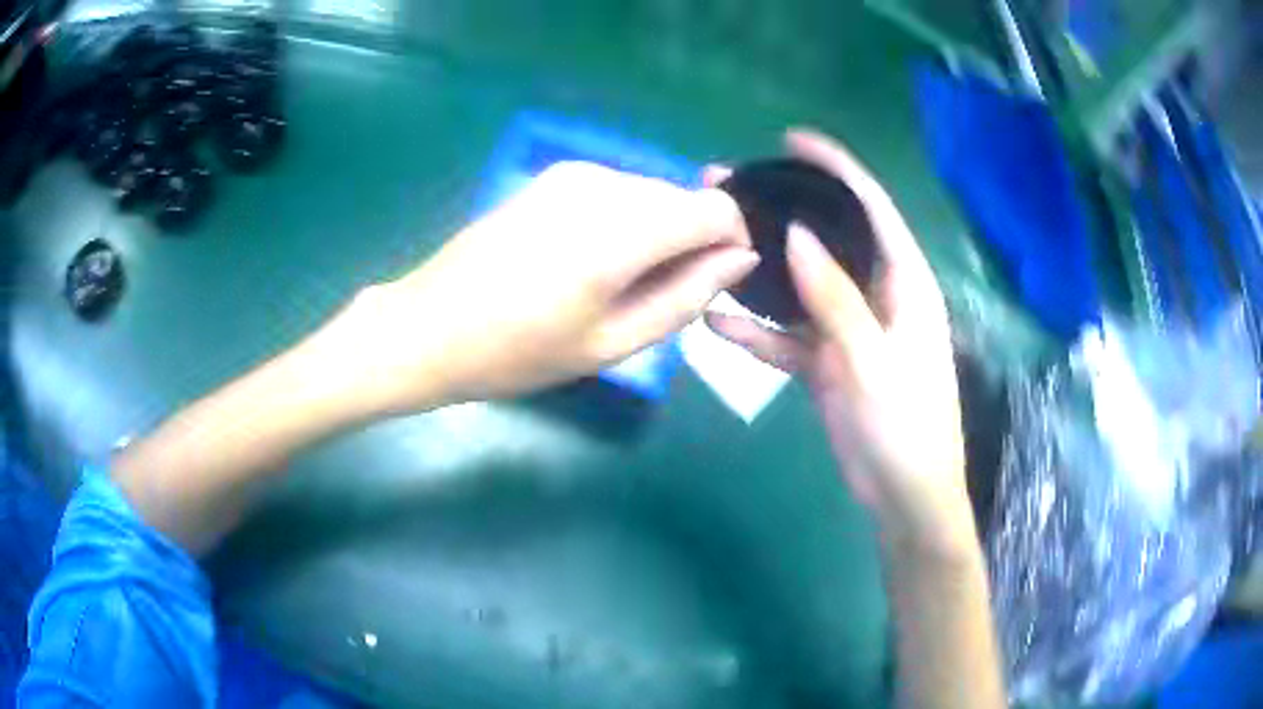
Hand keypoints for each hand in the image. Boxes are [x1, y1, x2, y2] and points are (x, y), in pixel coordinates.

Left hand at [341, 161, 754, 412]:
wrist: (428, 327)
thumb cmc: (516, 352)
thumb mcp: (611, 344)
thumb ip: (685, 296)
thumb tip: (740, 259)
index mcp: (618, 230)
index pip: (715, 208)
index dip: (731, 241)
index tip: (715, 281)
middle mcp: (601, 184)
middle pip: (684, 198)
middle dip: (692, 242)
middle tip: (655, 297)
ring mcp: (572, 173)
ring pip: (652, 194)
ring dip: (656, 233)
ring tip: (614, 285)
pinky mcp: (553, 175)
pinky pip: (618, 191)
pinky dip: (625, 222)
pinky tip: (587, 262)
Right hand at [706, 131, 972, 550]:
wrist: (903, 495)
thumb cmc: (907, 428)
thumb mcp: (874, 361)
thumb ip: (836, 299)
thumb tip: (798, 235)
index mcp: (905, 284)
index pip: (871, 208)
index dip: (836, 168)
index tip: (792, 140)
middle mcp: (876, 295)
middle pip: (827, 238)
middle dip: (782, 210)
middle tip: (728, 188)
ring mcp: (848, 329)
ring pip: (800, 284)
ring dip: (760, 267)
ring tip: (711, 242)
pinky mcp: (827, 361)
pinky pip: (786, 336)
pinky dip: (755, 331)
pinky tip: (713, 323)